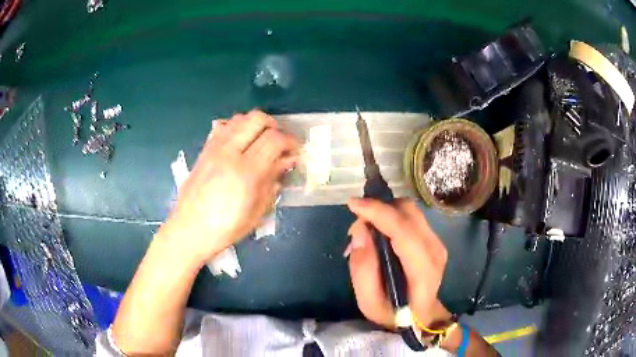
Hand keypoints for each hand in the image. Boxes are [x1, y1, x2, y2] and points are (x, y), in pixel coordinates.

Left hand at [159, 110, 297, 264]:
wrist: (190, 229)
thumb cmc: (226, 228)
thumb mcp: (257, 210)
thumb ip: (273, 181)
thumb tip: (286, 161)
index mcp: (246, 172)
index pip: (274, 139)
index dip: (290, 141)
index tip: (295, 150)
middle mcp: (230, 152)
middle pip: (257, 119)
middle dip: (274, 126)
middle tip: (279, 143)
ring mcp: (214, 148)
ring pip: (240, 118)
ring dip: (255, 125)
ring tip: (260, 141)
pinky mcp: (205, 150)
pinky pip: (223, 126)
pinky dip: (236, 128)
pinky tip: (240, 143)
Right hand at [346, 197, 450, 328]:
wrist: (421, 315)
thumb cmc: (394, 312)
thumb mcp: (368, 303)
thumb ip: (362, 269)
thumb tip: (360, 231)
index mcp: (422, 270)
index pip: (404, 231)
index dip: (378, 212)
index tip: (353, 205)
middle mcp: (434, 250)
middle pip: (408, 213)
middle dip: (379, 209)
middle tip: (357, 225)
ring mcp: (437, 242)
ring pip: (410, 211)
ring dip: (385, 211)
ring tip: (367, 230)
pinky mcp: (434, 238)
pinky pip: (411, 217)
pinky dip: (391, 216)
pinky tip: (380, 233)